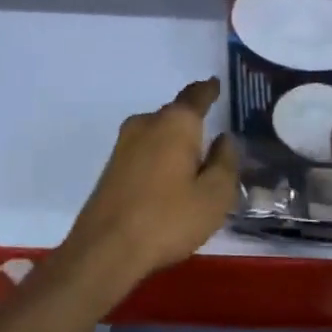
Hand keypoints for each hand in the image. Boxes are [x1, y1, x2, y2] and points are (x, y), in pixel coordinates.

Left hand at [63, 78, 238, 287]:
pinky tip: (169, 181)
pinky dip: (160, 158)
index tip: (216, 83)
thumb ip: (225, 162)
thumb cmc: (168, 218)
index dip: (209, 90)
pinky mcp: (112, 165)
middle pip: (176, 115)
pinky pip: (145, 150)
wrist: (105, 248)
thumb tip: (225, 138)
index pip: (196, 95)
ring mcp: (124, 143)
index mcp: (175, 123)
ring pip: (159, 133)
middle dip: (193, 123)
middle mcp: (147, 123)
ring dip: (175, 143)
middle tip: (214, 139)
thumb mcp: (214, 195)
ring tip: (194, 165)